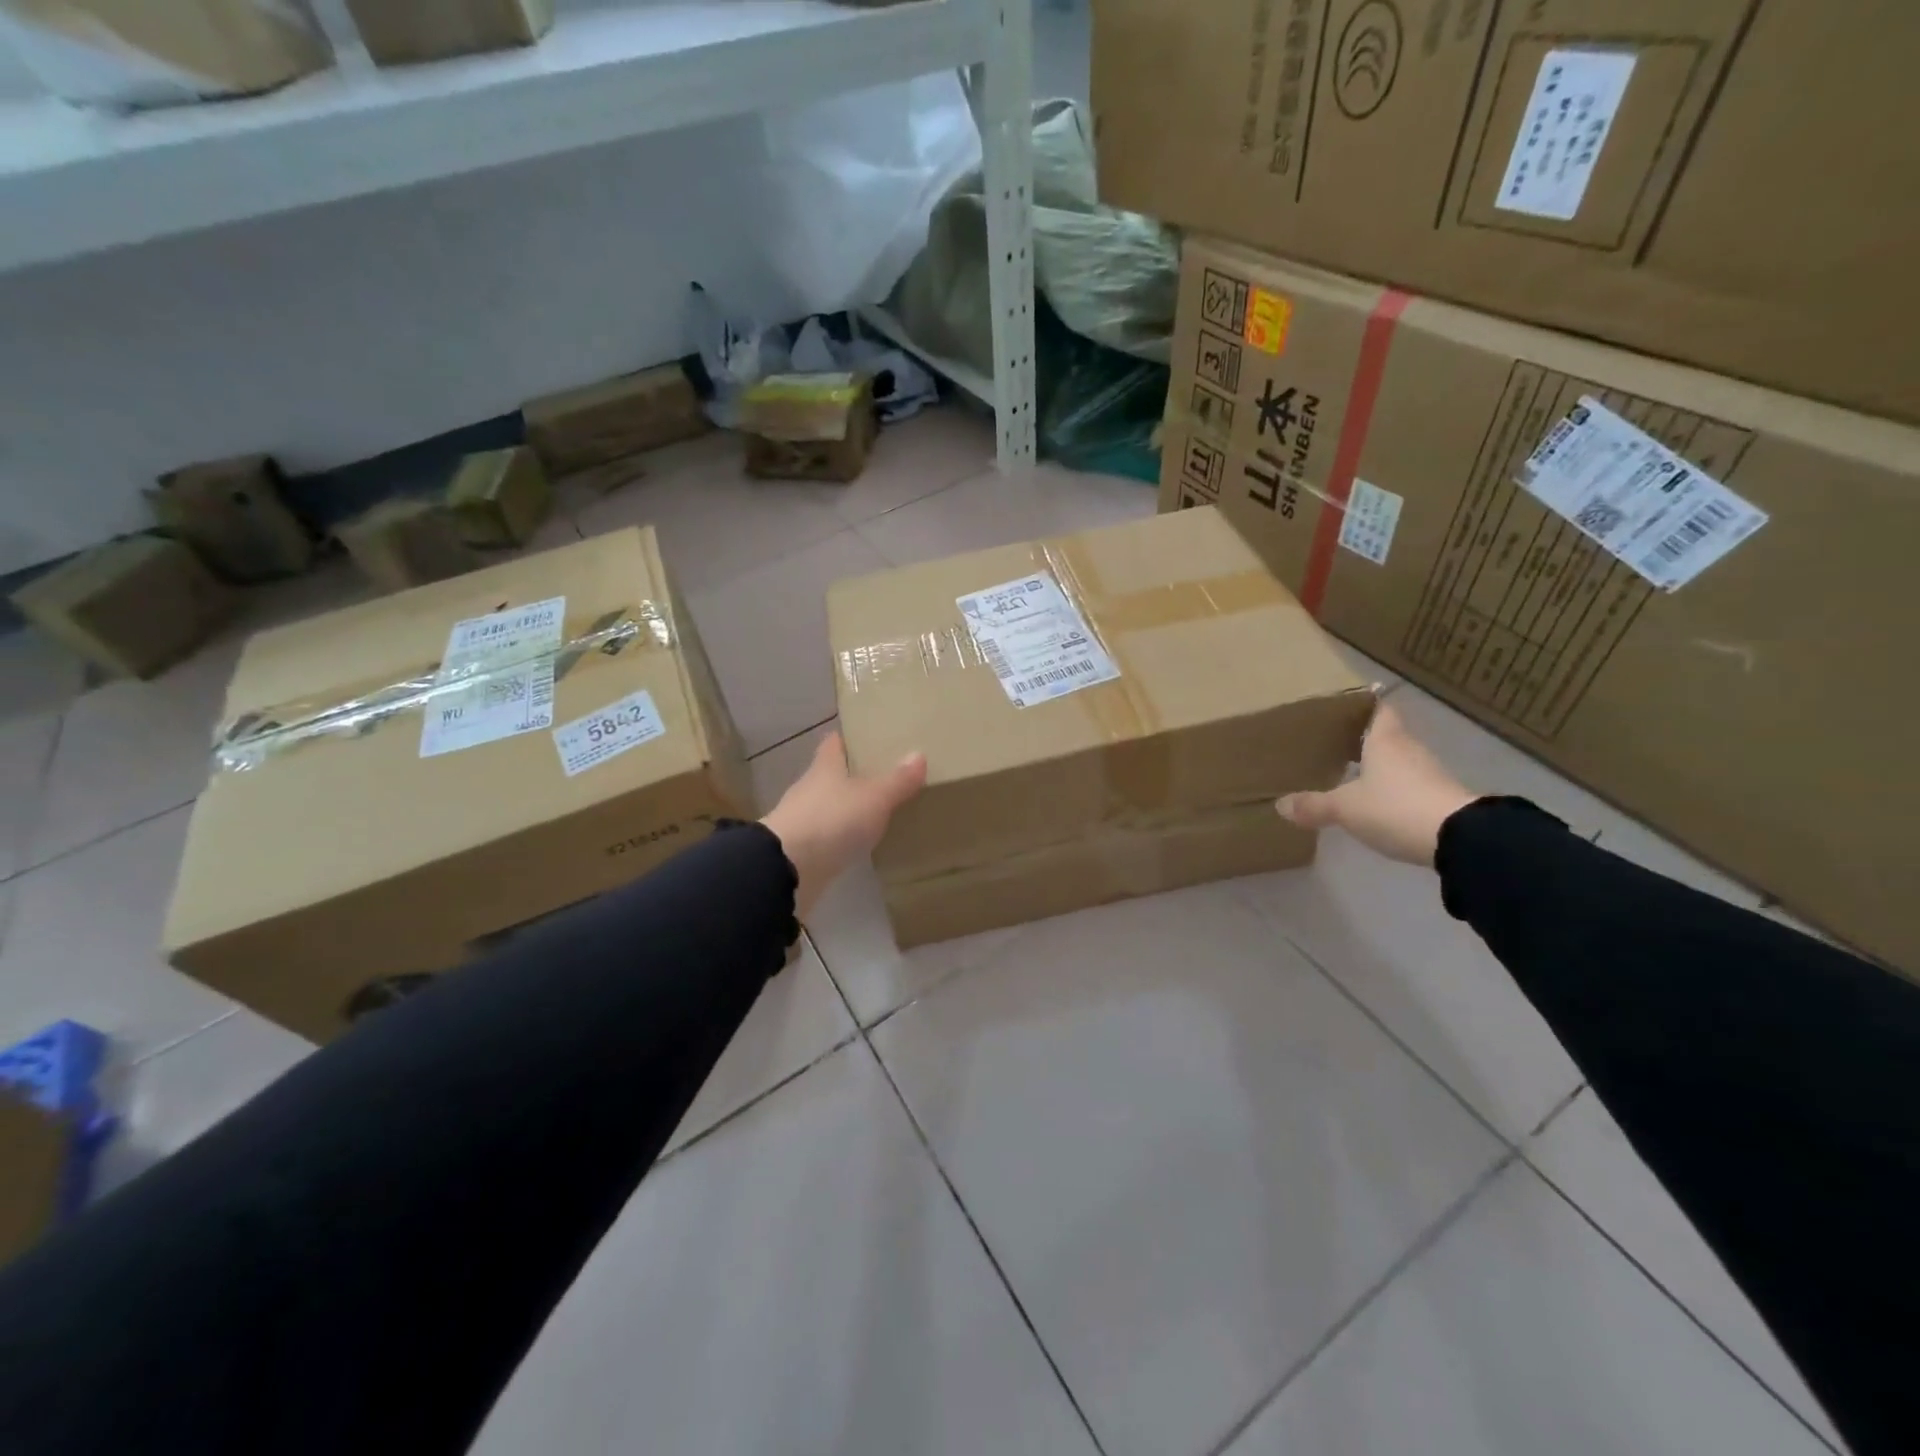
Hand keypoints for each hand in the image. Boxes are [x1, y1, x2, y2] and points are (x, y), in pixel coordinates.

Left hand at [761, 732, 927, 917]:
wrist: (787, 869)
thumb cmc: (831, 820)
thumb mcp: (874, 798)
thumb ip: (897, 780)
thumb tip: (918, 754)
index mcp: (825, 767)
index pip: (835, 743)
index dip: (850, 738)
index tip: (871, 737)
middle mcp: (811, 788)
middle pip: (832, 774)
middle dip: (855, 774)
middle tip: (887, 774)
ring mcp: (803, 819)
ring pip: (830, 805)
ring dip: (848, 807)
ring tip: (879, 809)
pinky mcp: (802, 849)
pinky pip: (828, 835)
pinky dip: (842, 836)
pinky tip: (860, 842)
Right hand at [1276, 703, 1475, 865]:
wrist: (1459, 839)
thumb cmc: (1395, 807)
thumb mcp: (1345, 808)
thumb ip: (1314, 805)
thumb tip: (1280, 805)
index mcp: (1385, 740)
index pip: (1379, 710)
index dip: (1365, 706)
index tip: (1347, 708)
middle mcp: (1409, 750)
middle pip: (1388, 736)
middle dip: (1366, 740)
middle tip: (1338, 744)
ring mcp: (1429, 774)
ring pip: (1400, 762)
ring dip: (1381, 767)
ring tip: (1353, 774)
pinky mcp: (1442, 798)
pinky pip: (1411, 786)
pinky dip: (1395, 790)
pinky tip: (1378, 803)